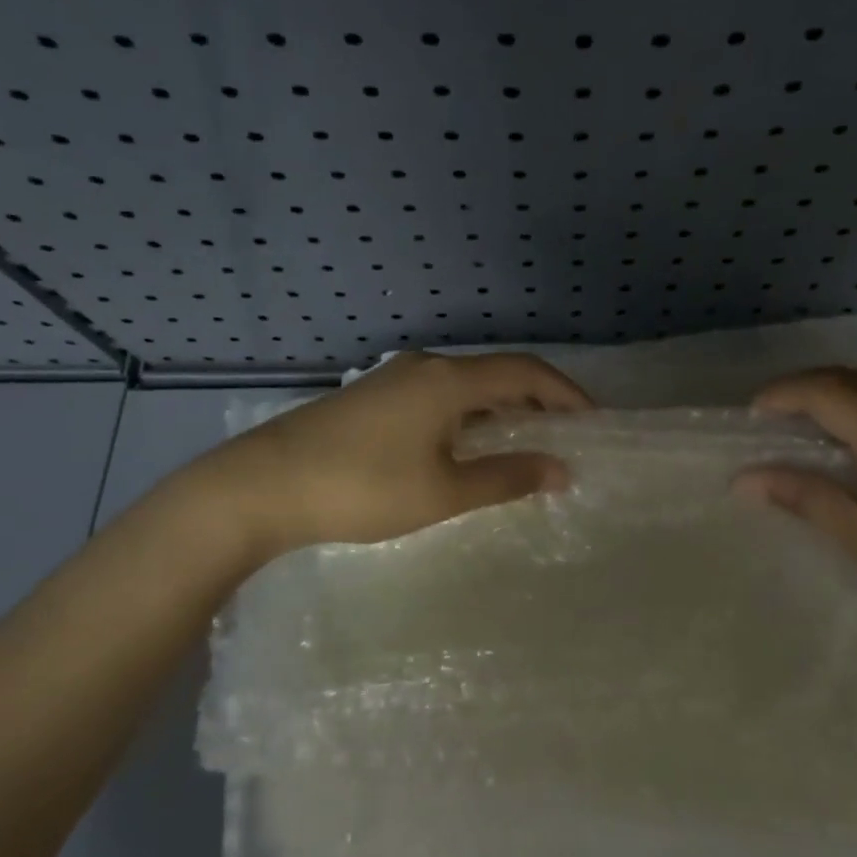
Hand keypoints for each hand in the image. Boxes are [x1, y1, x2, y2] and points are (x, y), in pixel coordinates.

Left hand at [171, 351, 592, 562]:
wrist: (261, 485)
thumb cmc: (362, 487)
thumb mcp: (442, 490)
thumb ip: (506, 478)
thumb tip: (561, 470)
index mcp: (449, 380)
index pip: (526, 373)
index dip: (566, 393)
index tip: (594, 420)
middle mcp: (426, 366)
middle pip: (497, 374)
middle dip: (537, 401)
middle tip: (565, 435)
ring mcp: (394, 377)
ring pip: (465, 386)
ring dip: (500, 409)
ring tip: (523, 443)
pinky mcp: (372, 395)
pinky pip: (438, 396)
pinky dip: (468, 414)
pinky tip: (466, 445)